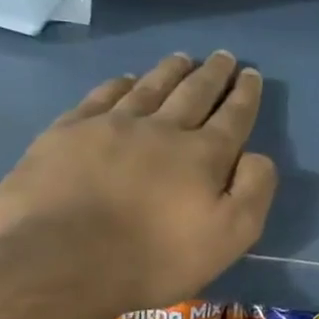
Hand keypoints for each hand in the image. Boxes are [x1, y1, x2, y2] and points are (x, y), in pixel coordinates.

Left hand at [0, 52, 277, 311]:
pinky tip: (126, 80)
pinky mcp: (67, 134)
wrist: (61, 262)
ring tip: (182, 58)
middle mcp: (161, 129)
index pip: (233, 116)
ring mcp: (111, 126)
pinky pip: (101, 97)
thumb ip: (254, 191)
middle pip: (193, 93)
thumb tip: (257, 156)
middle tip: (223, 56)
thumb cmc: (155, 258)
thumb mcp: (230, 236)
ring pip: (149, 88)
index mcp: (203, 155)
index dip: (245, 95)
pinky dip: (119, 85)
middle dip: (213, 74)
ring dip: (170, 71)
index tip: (251, 74)